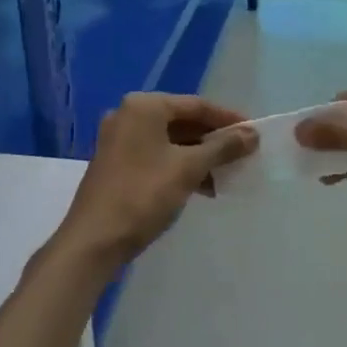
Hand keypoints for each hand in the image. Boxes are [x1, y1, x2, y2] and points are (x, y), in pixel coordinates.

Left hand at [59, 93, 257, 263]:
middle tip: (242, 155)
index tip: (254, 133)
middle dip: (213, 140)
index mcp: (144, 106)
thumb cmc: (143, 195)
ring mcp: (119, 140)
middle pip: (182, 121)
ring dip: (199, 156)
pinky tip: (202, 187)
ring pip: (170, 141)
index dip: (228, 119)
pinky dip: (180, 166)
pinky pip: (157, 155)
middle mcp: (129, 115)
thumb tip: (252, 134)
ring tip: (226, 175)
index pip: (196, 105)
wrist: (93, 241)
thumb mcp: (189, 169)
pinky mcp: (116, 163)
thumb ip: (222, 147)